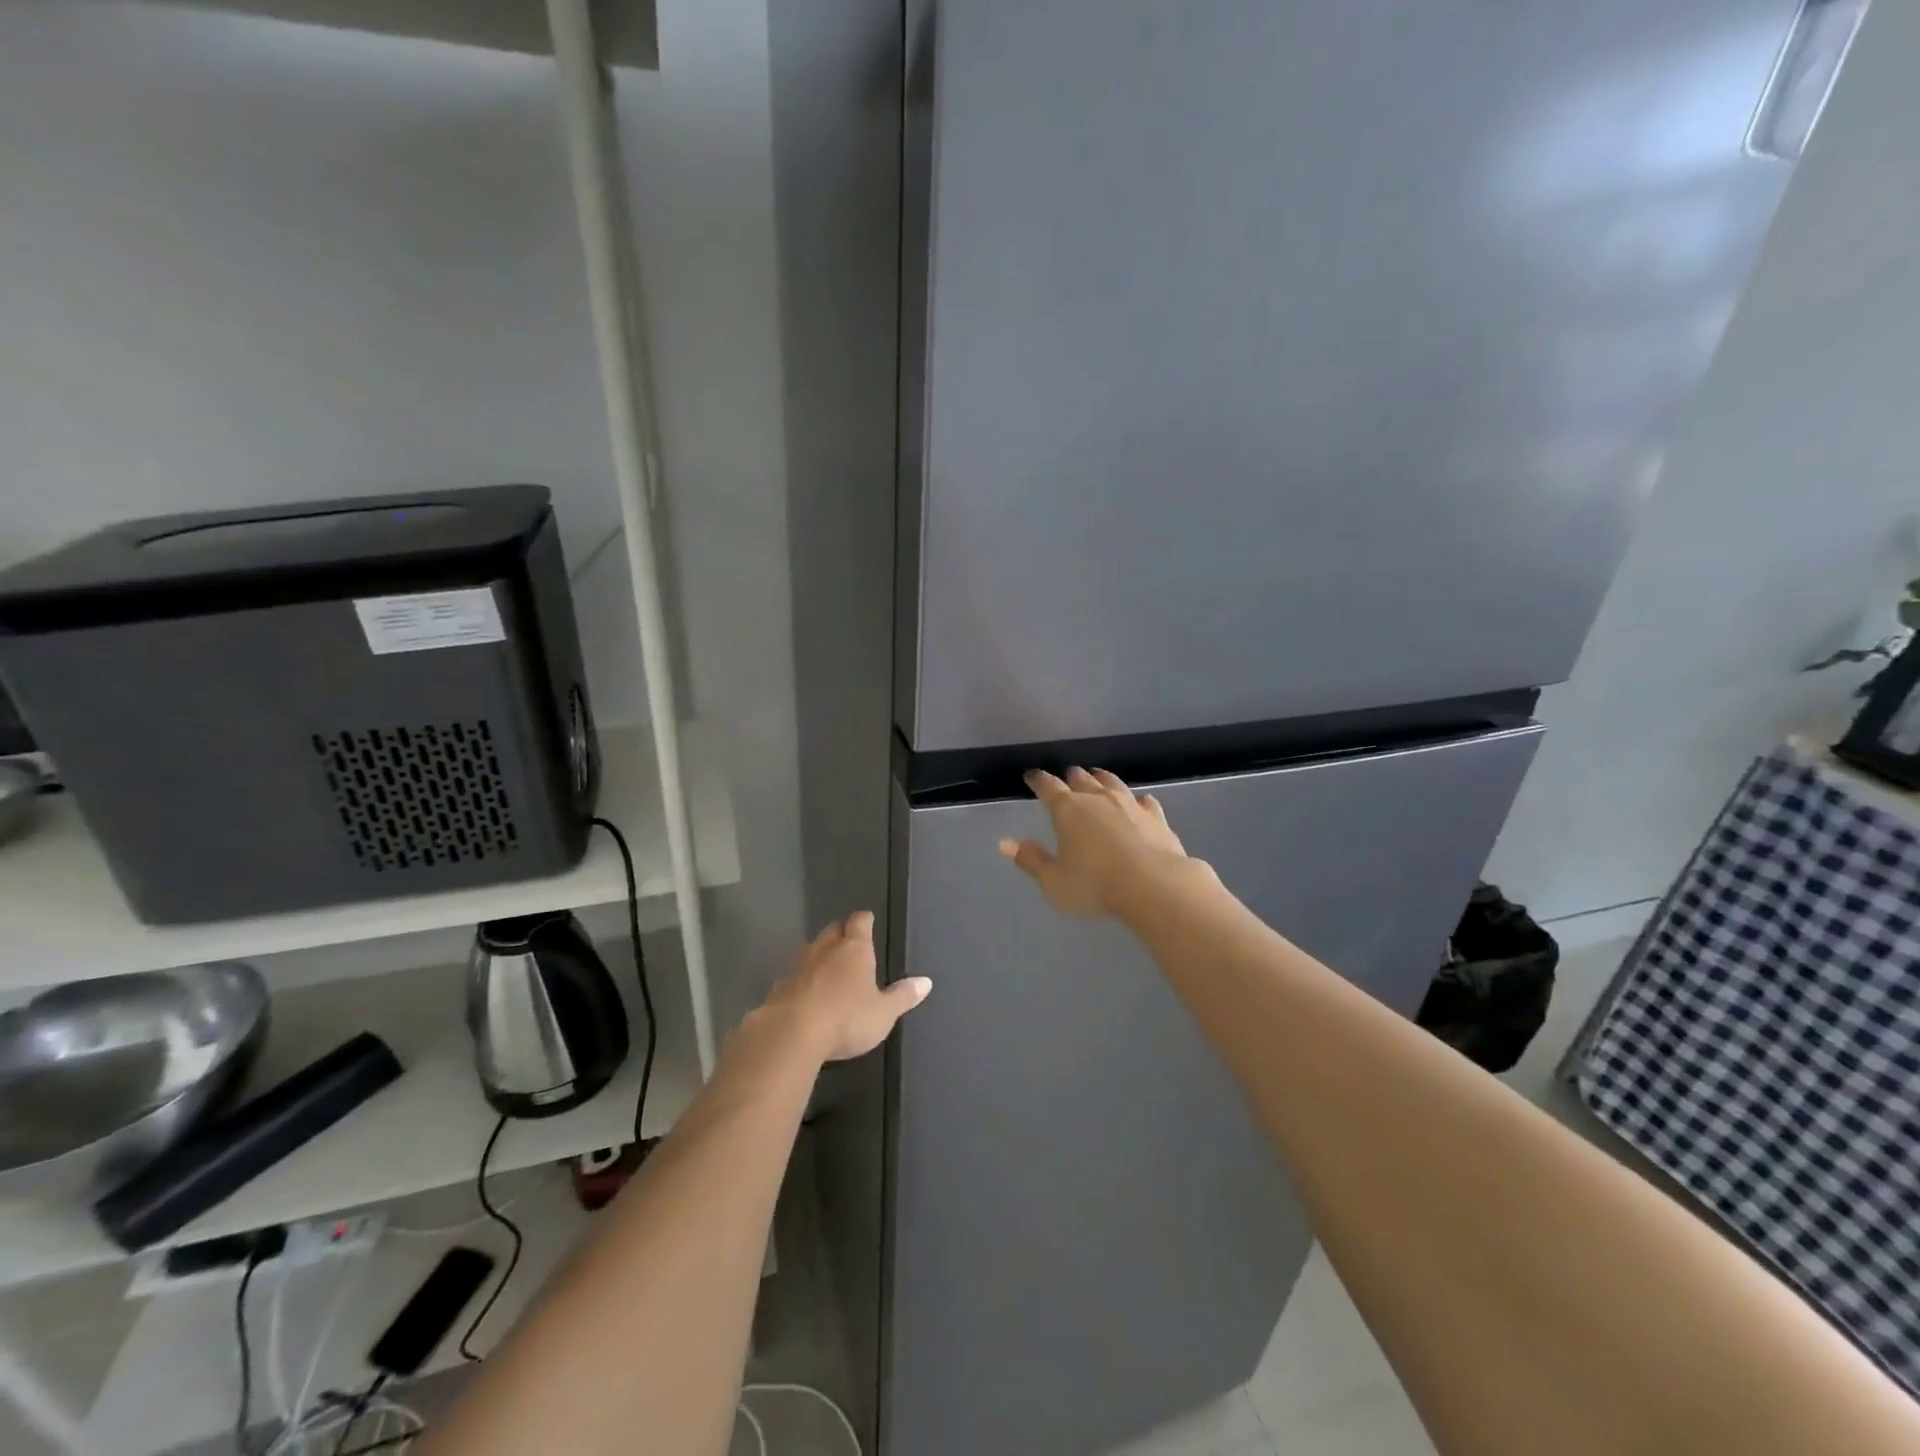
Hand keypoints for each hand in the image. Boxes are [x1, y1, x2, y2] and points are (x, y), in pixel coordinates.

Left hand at [761, 911, 930, 1062]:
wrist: (791, 1034)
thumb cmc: (847, 1019)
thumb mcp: (884, 1013)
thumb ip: (903, 996)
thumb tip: (926, 981)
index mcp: (855, 949)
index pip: (860, 921)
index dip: (865, 920)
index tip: (868, 921)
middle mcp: (826, 949)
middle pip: (833, 929)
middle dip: (841, 932)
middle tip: (849, 942)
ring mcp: (799, 965)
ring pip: (810, 949)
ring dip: (819, 954)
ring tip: (827, 966)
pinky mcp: (779, 985)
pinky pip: (794, 974)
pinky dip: (801, 978)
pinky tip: (805, 992)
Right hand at [999, 767, 1192, 918]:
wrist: (1154, 886)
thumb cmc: (1095, 885)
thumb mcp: (1053, 880)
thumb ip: (1031, 860)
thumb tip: (1005, 843)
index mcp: (1068, 809)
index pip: (1048, 787)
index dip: (1038, 781)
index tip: (1031, 776)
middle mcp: (1098, 799)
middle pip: (1081, 779)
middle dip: (1070, 777)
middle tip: (1066, 777)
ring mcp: (1130, 805)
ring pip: (1112, 783)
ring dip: (1101, 779)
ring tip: (1097, 776)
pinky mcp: (1156, 818)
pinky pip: (1145, 801)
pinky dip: (1137, 800)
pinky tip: (1140, 801)